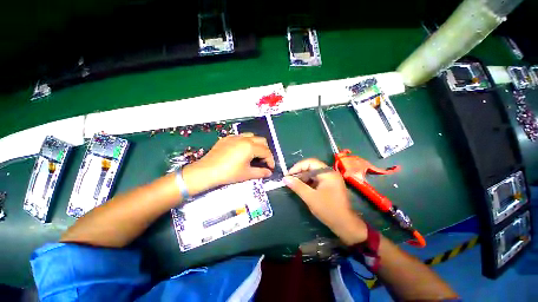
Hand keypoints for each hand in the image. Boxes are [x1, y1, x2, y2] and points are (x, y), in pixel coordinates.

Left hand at [183, 133, 274, 192]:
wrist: (207, 171)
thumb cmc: (229, 173)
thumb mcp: (247, 174)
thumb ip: (261, 172)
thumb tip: (269, 173)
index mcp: (250, 146)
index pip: (266, 151)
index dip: (271, 160)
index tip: (271, 167)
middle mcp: (244, 138)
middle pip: (261, 141)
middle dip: (265, 150)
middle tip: (263, 161)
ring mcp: (234, 137)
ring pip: (251, 136)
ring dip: (256, 144)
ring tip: (254, 154)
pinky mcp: (227, 138)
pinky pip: (241, 137)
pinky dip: (246, 142)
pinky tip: (242, 151)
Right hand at [284, 158, 366, 244]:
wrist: (345, 225)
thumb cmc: (328, 209)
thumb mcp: (310, 197)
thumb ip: (297, 186)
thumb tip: (285, 178)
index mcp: (327, 173)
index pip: (310, 162)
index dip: (298, 167)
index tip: (288, 175)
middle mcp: (330, 173)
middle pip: (312, 167)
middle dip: (300, 173)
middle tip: (290, 180)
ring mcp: (331, 179)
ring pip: (313, 174)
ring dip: (303, 178)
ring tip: (294, 184)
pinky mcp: (330, 185)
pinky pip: (317, 180)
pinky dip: (308, 182)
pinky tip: (302, 188)